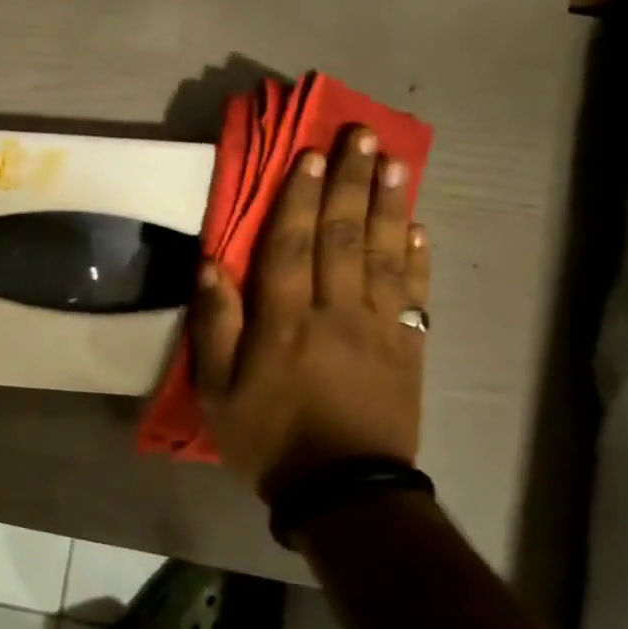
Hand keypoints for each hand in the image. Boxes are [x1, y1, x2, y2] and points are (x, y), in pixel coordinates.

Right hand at [190, 128, 428, 497]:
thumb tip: (211, 266)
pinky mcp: (408, 349)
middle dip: (350, 182)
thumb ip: (215, 326)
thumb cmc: (268, 438)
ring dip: (388, 205)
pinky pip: (414, 293)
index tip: (311, 154)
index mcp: (284, 321)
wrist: (344, 492)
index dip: (300, 196)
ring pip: (382, 254)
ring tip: (395, 162)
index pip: (291, 245)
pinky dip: (415, 256)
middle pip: (342, 236)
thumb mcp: (217, 390)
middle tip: (362, 136)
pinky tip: (417, 226)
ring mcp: (378, 329)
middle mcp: (335, 312)